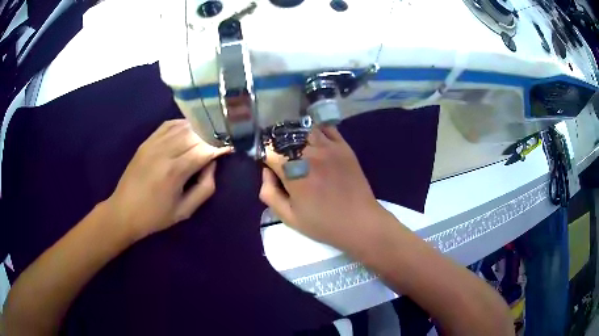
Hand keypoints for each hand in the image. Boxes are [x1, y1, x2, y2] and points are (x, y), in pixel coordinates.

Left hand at [106, 119, 230, 240]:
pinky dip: (182, 124)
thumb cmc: (156, 216)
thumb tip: (212, 164)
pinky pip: (168, 125)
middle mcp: (164, 152)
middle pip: (195, 134)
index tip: (230, 147)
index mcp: (175, 172)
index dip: (220, 147)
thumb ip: (204, 188)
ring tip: (209, 133)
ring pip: (182, 127)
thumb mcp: (185, 211)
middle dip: (212, 136)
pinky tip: (189, 129)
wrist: (124, 211)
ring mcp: (153, 144)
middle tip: (222, 139)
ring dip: (198, 128)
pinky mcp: (146, 142)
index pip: (204, 150)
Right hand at [260, 125, 390, 249]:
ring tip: (296, 146)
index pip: (270, 149)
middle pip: (286, 135)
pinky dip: (316, 130)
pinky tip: (314, 140)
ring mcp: (328, 147)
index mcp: (293, 172)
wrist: (359, 222)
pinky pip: (326, 128)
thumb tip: (266, 171)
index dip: (265, 155)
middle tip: (281, 155)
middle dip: (278, 143)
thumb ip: (269, 193)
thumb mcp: (288, 217)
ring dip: (296, 134)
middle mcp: (309, 153)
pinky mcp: (343, 146)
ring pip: (304, 128)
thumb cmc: (322, 224)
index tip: (268, 163)